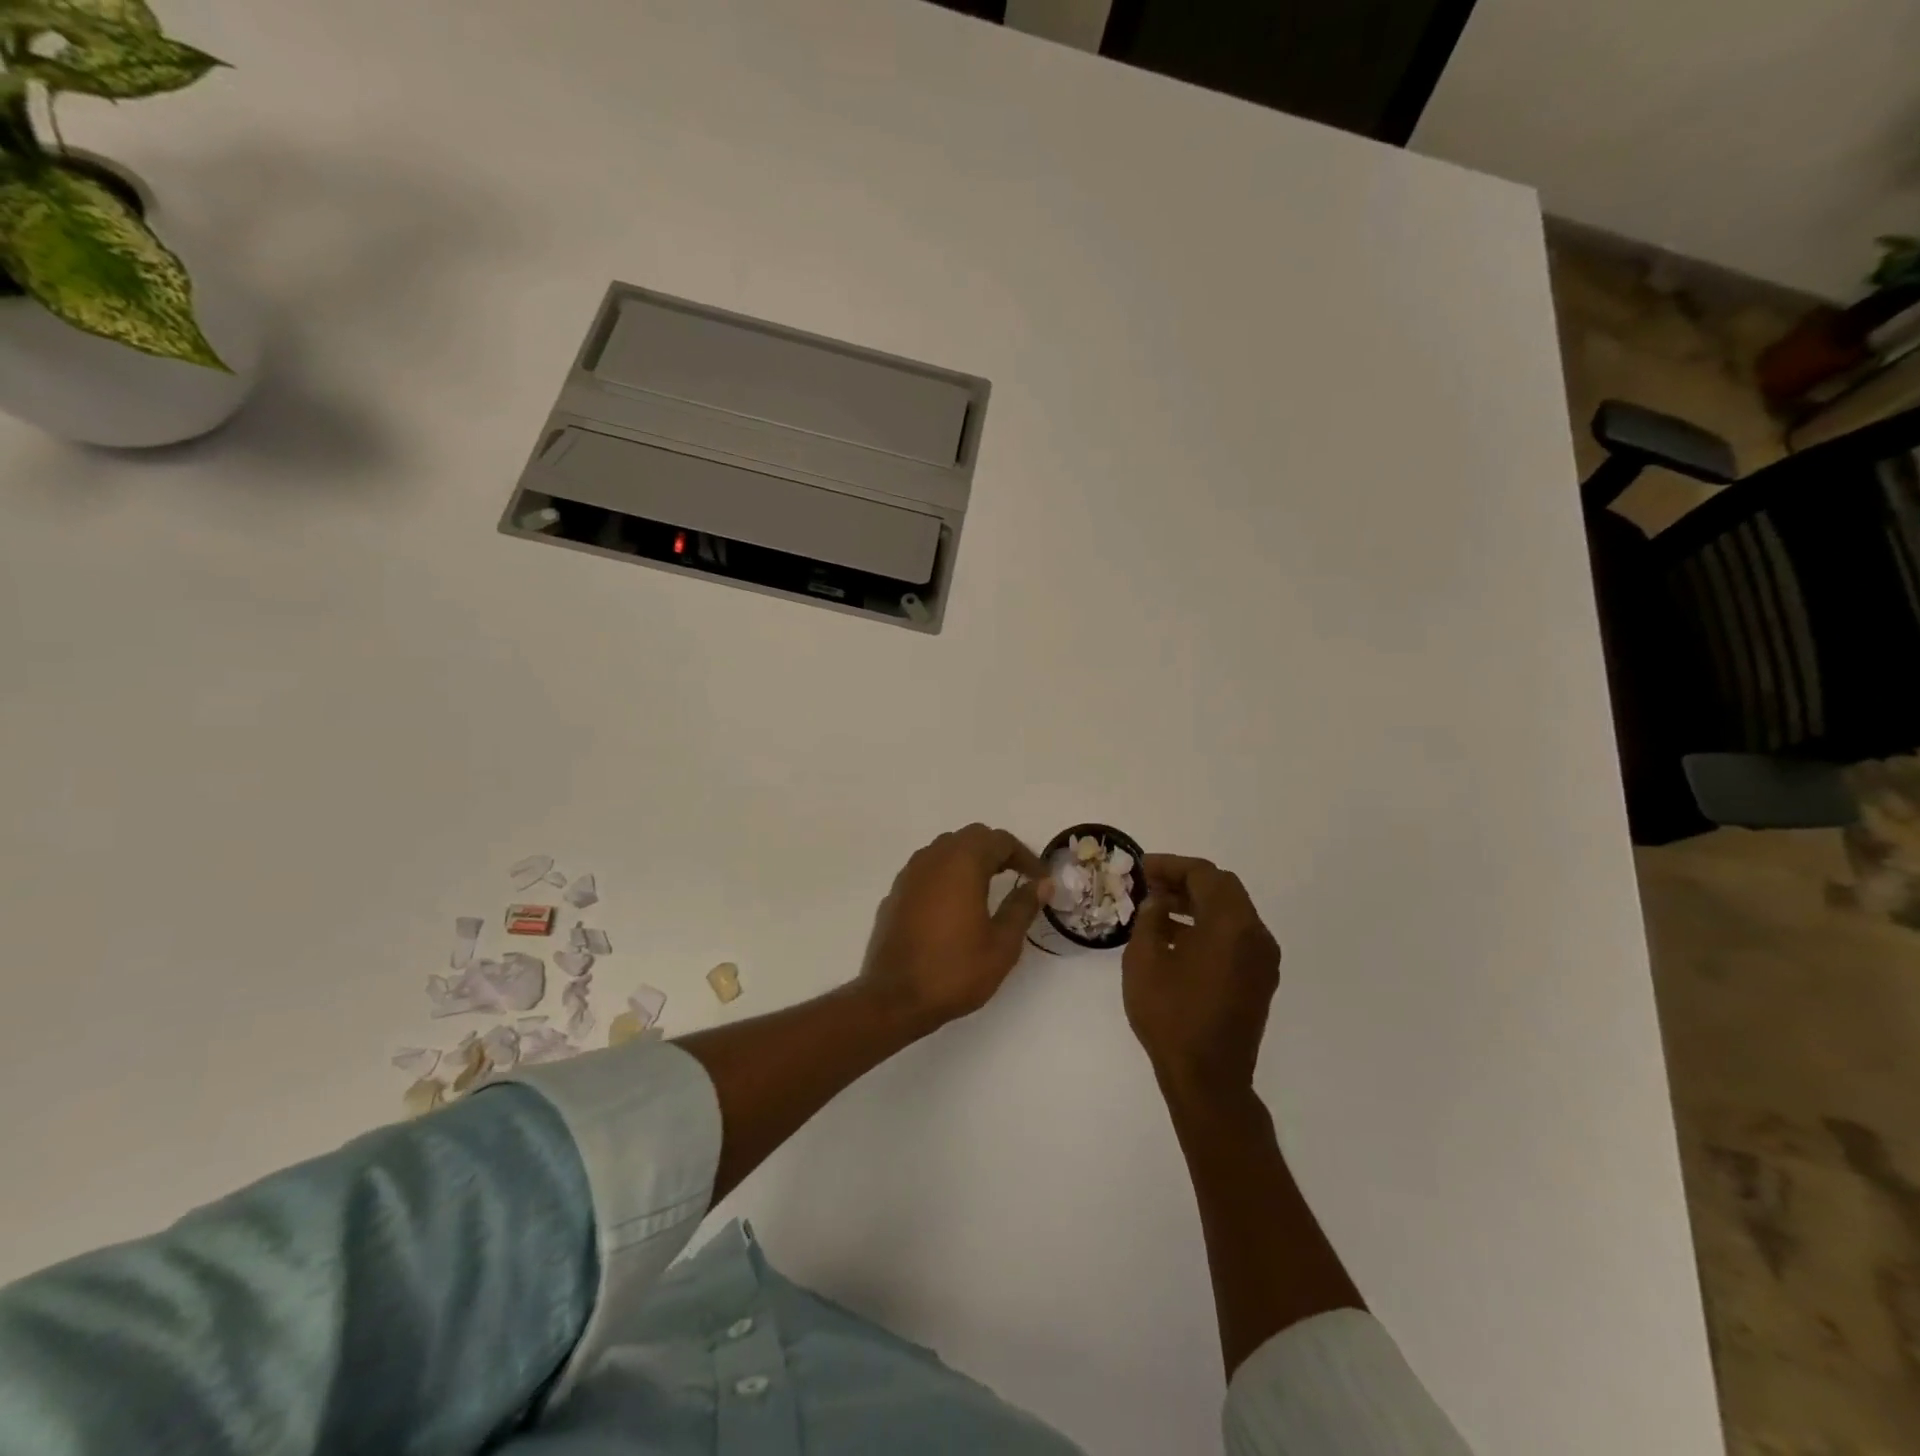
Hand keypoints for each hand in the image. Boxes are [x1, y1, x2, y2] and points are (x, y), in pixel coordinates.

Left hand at [858, 824, 1048, 1030]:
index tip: (1039, 879)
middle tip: (1017, 876)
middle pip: (971, 837)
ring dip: (970, 860)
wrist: (894, 998)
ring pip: (946, 849)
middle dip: (997, 852)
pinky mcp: (896, 893)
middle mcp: (933, 858)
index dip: (1025, 856)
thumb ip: (1022, 907)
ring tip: (988, 888)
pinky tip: (954, 905)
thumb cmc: (954, 970)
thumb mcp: (1002, 944)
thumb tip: (1041, 883)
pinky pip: (927, 870)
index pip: (999, 840)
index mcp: (962, 863)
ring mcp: (909, 874)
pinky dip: (947, 875)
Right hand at [1122, 855, 1280, 1097]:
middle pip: (1223, 888)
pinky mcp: (1260, 979)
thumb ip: (1150, 919)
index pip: (1204, 875)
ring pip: (1232, 911)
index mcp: (1231, 925)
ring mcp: (1263, 959)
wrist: (1208, 1079)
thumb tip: (1159, 902)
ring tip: (1160, 908)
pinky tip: (1178, 937)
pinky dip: (1209, 925)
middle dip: (1186, 880)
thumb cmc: (1171, 1015)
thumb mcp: (1145, 960)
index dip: (1171, 865)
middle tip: (1151, 883)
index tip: (1143, 867)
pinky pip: (1236, 935)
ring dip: (1198, 902)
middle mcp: (1256, 935)